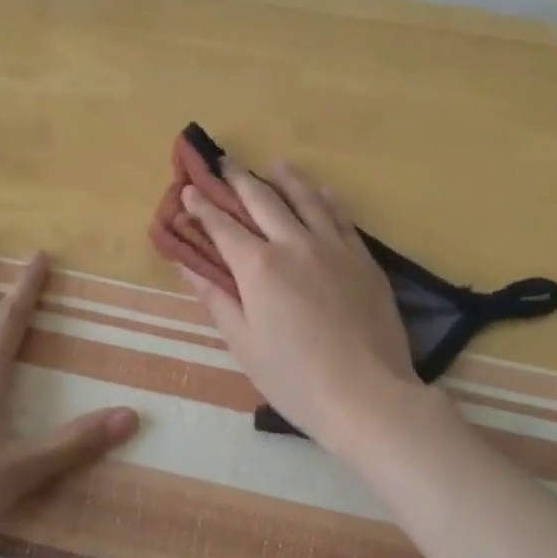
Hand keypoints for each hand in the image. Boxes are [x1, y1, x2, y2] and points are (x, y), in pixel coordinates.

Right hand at [177, 162, 457, 463]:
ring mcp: (333, 248)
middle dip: (239, 179)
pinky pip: (342, 218)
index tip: (189, 190)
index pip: (223, 227)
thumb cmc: (295, 379)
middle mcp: (294, 244)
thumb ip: (216, 299)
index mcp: (259, 267)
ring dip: (286, 179)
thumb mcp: (244, 344)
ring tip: (275, 164)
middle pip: (262, 200)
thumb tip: (188, 267)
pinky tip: (323, 191)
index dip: (202, 207)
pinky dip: (328, 200)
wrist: (368, 395)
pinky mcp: (363, 259)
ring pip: (306, 199)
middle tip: (224, 162)